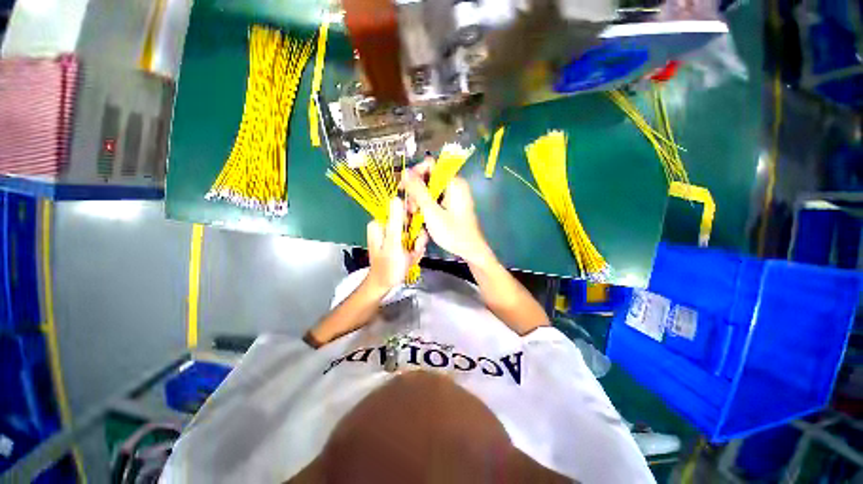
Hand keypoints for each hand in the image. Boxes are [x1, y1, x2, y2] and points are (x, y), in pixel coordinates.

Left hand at [366, 198, 427, 291]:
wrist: (386, 285)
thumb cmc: (388, 266)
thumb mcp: (393, 243)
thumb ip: (396, 221)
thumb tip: (396, 198)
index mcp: (380, 224)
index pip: (400, 209)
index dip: (412, 214)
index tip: (417, 225)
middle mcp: (387, 227)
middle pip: (410, 221)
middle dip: (416, 236)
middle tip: (414, 248)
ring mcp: (395, 235)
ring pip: (414, 231)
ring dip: (417, 244)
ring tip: (412, 255)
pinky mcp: (401, 242)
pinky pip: (414, 240)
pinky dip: (416, 249)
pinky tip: (412, 257)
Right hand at [403, 169, 492, 265]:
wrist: (470, 250)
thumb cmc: (453, 232)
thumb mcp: (432, 211)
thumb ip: (418, 191)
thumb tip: (405, 171)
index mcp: (453, 182)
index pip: (430, 165)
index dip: (415, 173)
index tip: (404, 187)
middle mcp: (454, 185)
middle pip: (429, 178)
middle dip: (417, 191)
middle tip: (411, 208)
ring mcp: (454, 195)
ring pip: (431, 190)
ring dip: (420, 200)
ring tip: (415, 215)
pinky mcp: (452, 204)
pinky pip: (436, 199)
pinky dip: (427, 206)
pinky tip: (422, 216)